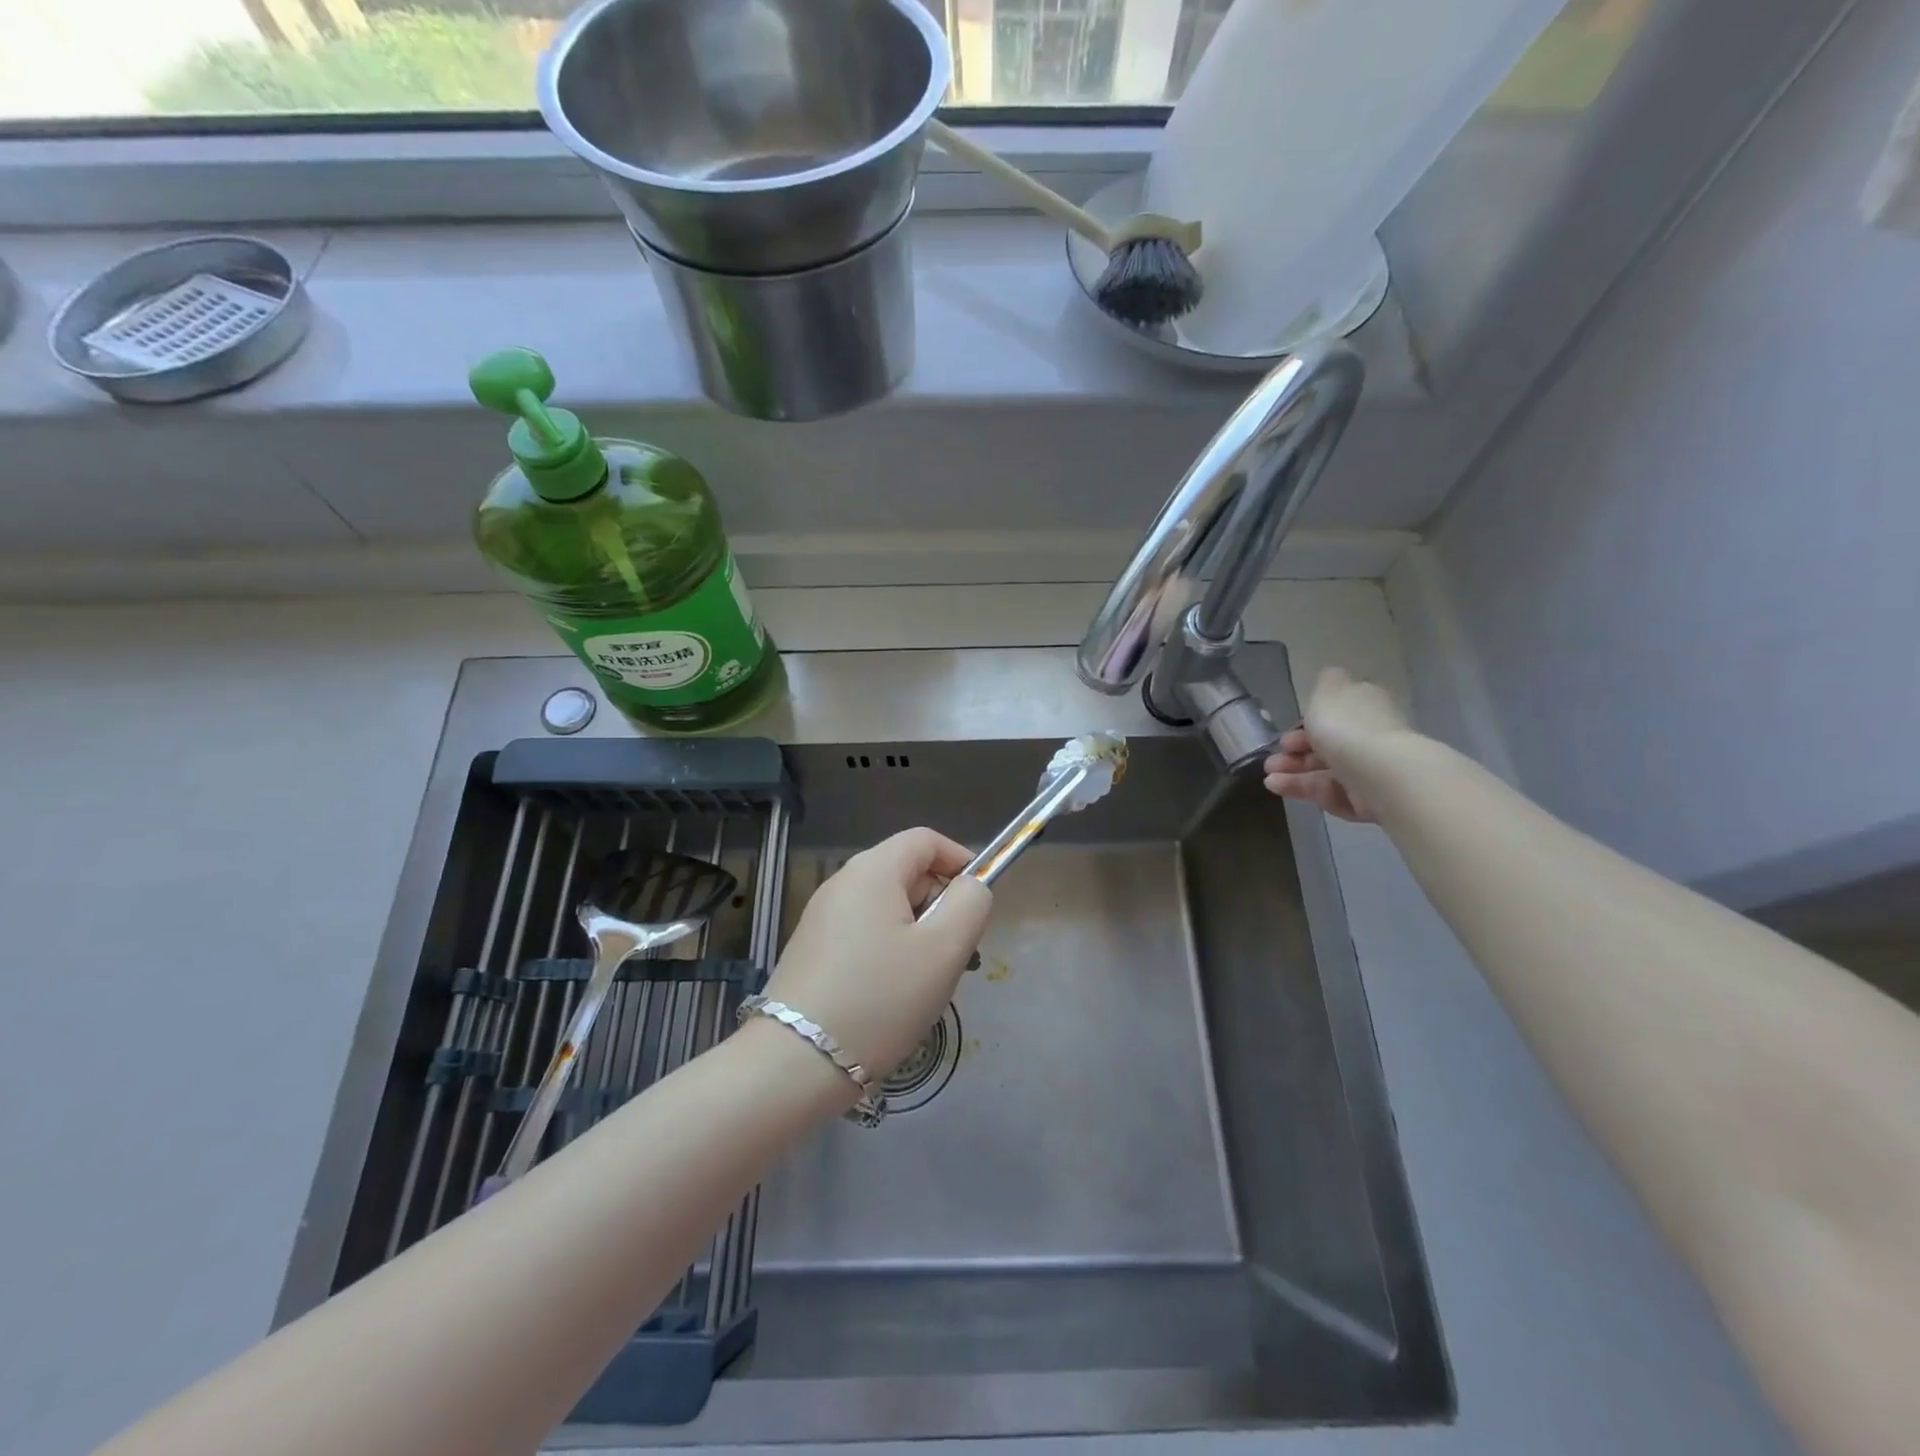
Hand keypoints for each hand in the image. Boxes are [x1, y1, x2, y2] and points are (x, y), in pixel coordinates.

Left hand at [760, 828, 991, 1079]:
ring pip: (887, 909)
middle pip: (906, 873)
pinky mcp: (812, 951)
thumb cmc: (880, 1000)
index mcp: (872, 870)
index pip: (925, 840)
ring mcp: (821, 918)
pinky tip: (891, 997)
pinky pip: (864, 934)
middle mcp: (841, 883)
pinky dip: (889, 952)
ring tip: (925, 983)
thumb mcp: (944, 950)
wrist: (794, 1064)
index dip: (960, 861)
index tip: (978, 903)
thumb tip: (970, 886)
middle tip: (955, 955)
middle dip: (939, 905)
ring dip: (917, 935)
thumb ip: (970, 904)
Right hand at [1262, 667, 1412, 823]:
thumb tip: (1330, 676)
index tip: (1285, 733)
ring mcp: (1369, 769)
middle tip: (1273, 758)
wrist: (1379, 774)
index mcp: (1365, 706)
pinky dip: (1304, 790)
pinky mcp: (1367, 799)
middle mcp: (1370, 736)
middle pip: (1328, 744)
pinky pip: (1331, 793)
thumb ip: (1324, 682)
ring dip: (1293, 772)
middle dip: (1295, 751)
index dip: (1307, 722)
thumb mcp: (1328, 691)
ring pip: (1325, 770)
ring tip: (1269, 777)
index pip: (1336, 713)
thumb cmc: (1347, 727)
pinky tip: (1278, 788)